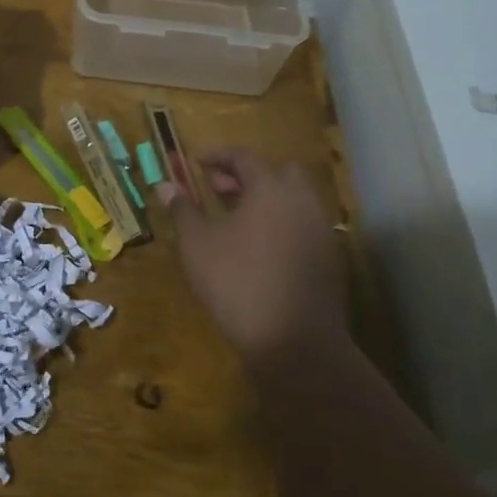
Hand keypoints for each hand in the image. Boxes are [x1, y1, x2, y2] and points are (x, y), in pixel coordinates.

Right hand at [157, 148, 349, 364]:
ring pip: (294, 198)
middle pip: (278, 171)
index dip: (219, 156)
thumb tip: (166, 185)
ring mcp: (321, 229)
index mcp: (271, 189)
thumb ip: (183, 210)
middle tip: (219, 189)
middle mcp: (302, 200)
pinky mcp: (330, 256)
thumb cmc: (237, 283)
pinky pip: (304, 223)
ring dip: (266, 197)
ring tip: (236, 217)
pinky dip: (282, 220)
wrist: (294, 340)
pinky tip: (259, 245)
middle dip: (248, 174)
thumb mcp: (197, 245)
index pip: (245, 157)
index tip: (197, 163)